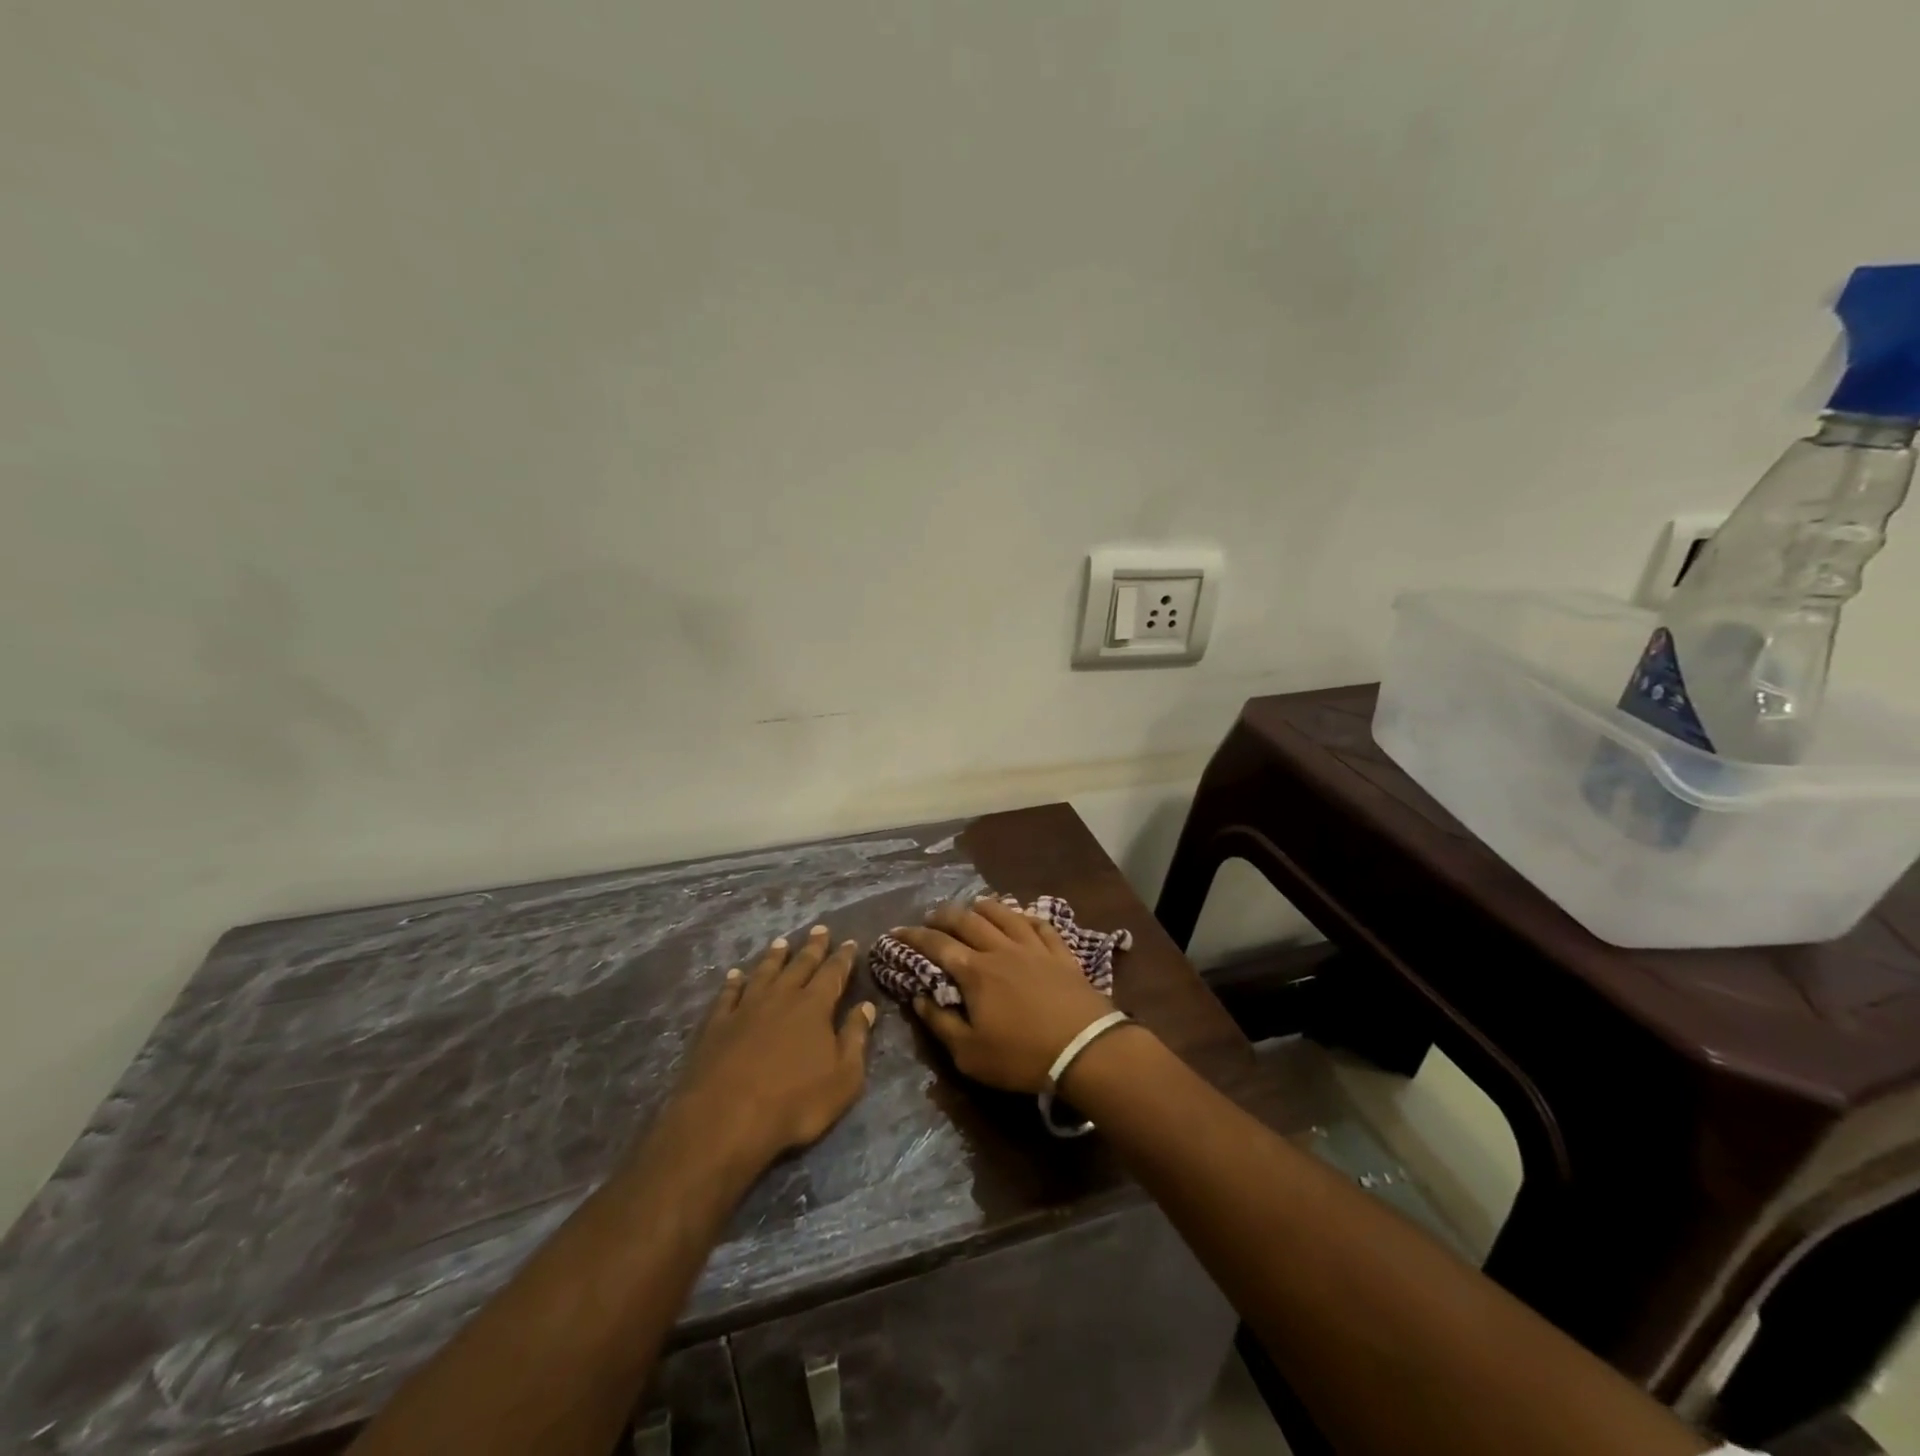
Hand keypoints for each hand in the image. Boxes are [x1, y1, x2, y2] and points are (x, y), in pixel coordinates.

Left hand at [668, 926, 875, 1171]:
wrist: (725, 1119)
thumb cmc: (794, 1102)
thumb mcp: (843, 1078)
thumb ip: (855, 1039)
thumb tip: (866, 1007)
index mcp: (814, 1006)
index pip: (833, 973)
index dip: (843, 957)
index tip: (849, 942)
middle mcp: (781, 997)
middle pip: (799, 965)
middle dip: (812, 947)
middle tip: (819, 928)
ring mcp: (746, 1008)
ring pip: (764, 972)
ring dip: (774, 957)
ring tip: (781, 942)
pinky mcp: (717, 1024)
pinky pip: (727, 994)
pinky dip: (733, 982)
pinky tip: (734, 974)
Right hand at [894, 897, 1117, 1093]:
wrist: (1085, 1049)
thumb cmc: (1022, 1056)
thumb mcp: (969, 1054)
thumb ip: (940, 1023)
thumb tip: (918, 998)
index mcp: (975, 972)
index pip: (937, 945)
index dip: (913, 936)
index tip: (896, 931)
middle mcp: (1001, 950)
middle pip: (968, 921)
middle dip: (944, 915)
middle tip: (932, 917)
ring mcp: (1034, 948)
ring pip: (1004, 915)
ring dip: (983, 907)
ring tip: (972, 907)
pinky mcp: (1061, 954)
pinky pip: (1041, 926)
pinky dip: (1026, 917)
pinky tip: (1021, 916)